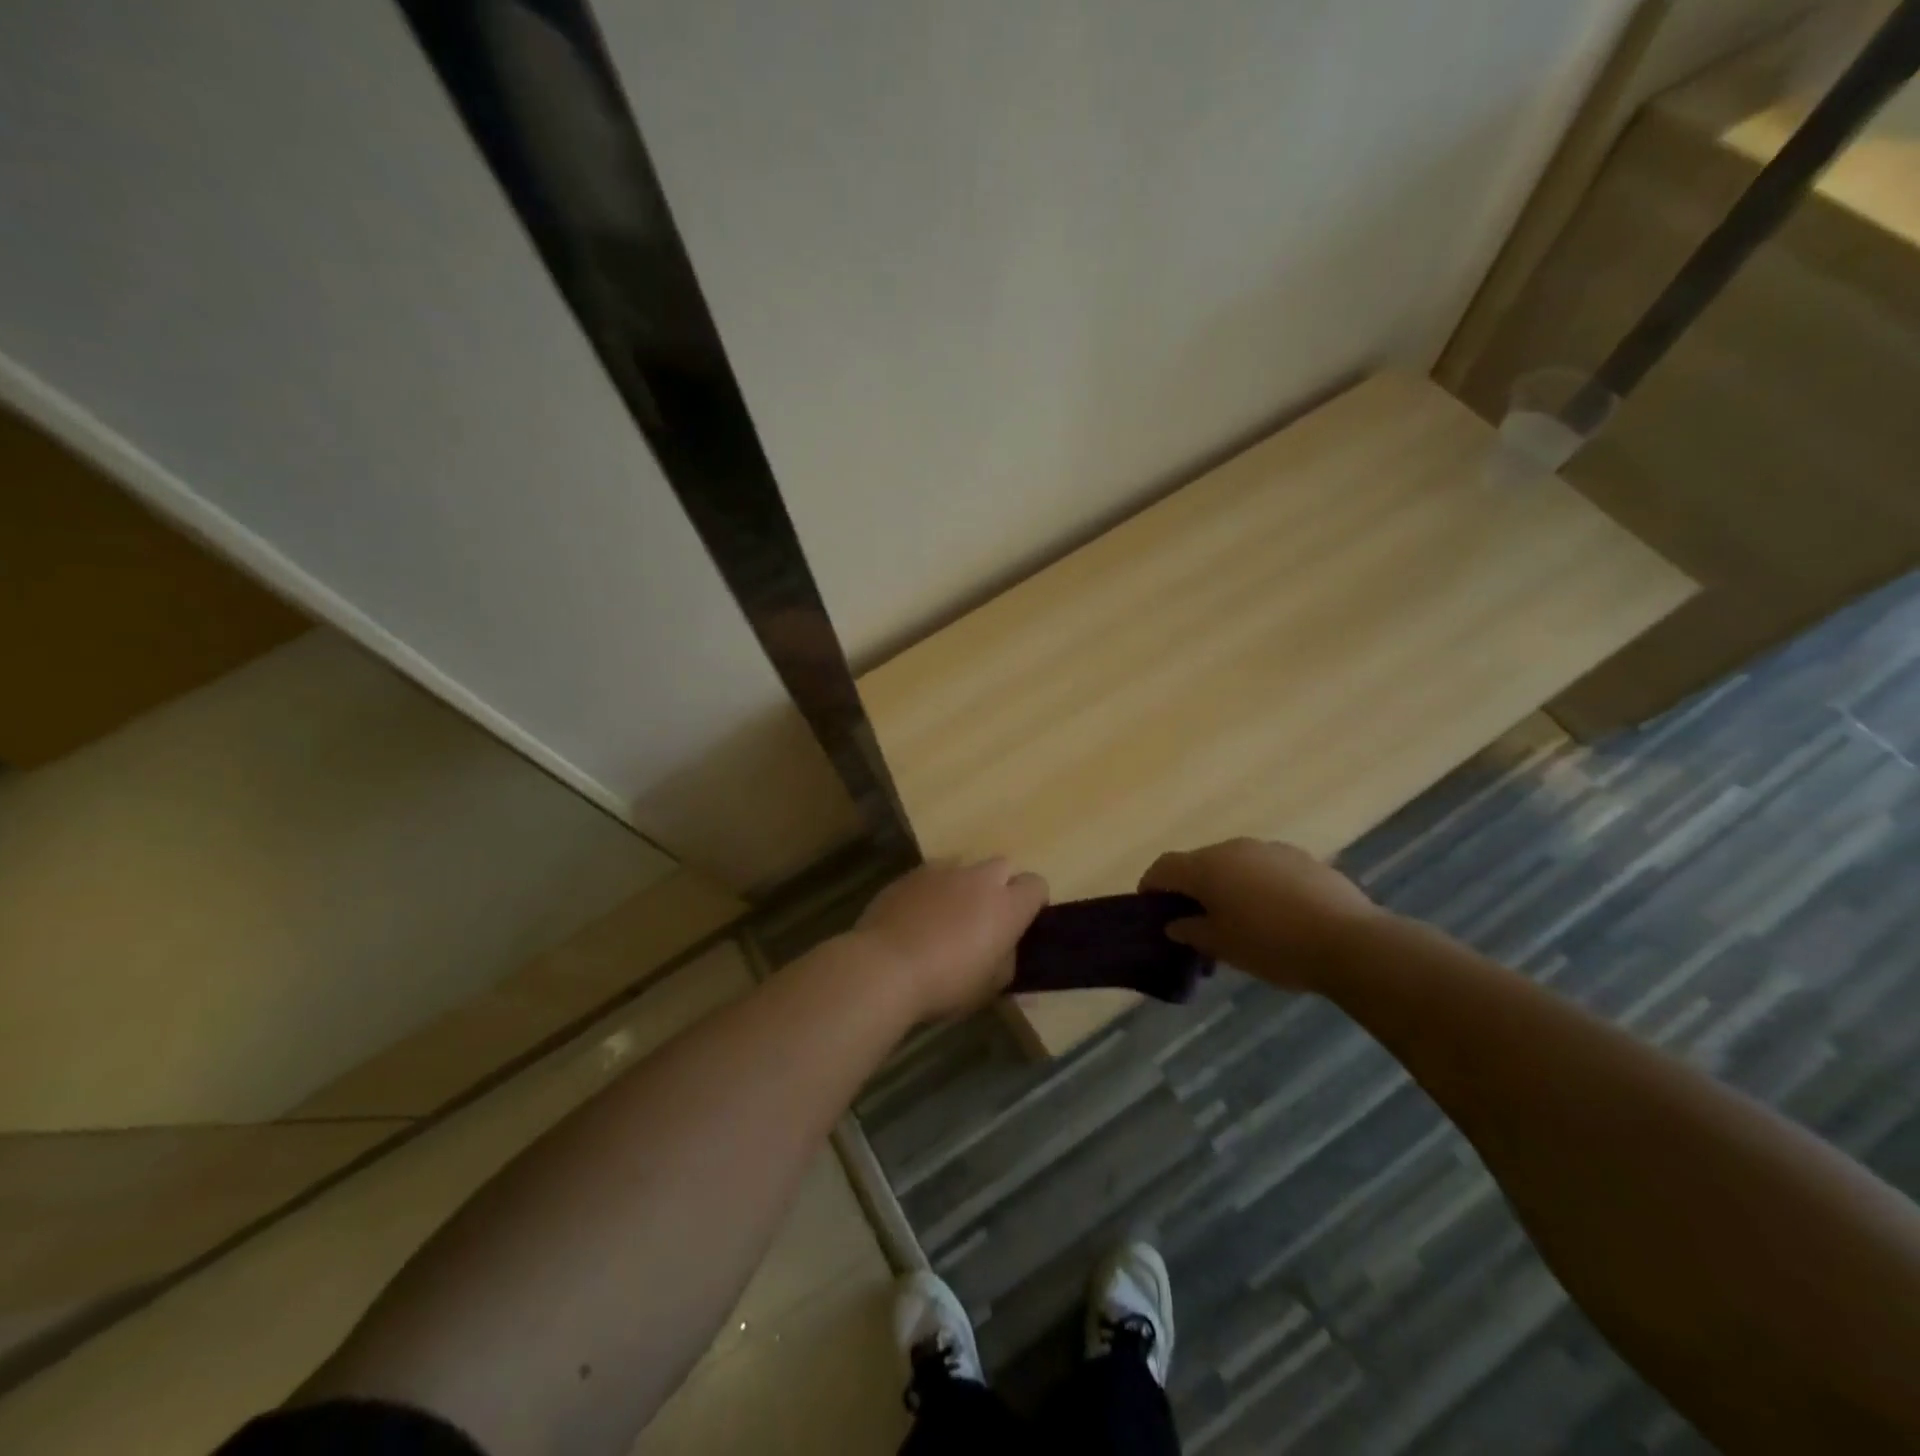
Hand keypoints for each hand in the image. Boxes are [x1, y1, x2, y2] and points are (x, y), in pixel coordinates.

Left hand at [852, 858, 1049, 1019]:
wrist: (884, 967)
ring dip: (964, 885)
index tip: (1019, 923)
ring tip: (946, 915)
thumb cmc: (946, 984)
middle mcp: (979, 879)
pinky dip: (932, 890)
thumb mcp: (990, 986)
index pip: (1037, 884)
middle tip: (983, 918)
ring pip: (965, 867)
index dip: (1032, 902)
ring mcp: (943, 871)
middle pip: (1003, 866)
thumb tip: (1006, 949)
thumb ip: (1006, 960)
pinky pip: (932, 875)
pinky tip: (916, 916)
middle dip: (999, 886)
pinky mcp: (911, 874)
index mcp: (1007, 906)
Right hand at [1140, 839, 1380, 992]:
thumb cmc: (1273, 945)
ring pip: (1234, 864)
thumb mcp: (1224, 947)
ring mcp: (1270, 849)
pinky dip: (1256, 886)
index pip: (1164, 867)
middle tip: (1195, 923)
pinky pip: (1264, 868)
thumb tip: (1176, 924)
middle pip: (1199, 863)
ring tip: (1237, 921)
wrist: (1350, 942)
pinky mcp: (1301, 858)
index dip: (1151, 886)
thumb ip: (1192, 932)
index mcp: (1207, 867)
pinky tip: (1273, 915)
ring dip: (1226, 886)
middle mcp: (1234, 848)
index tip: (1151, 909)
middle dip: (1191, 889)